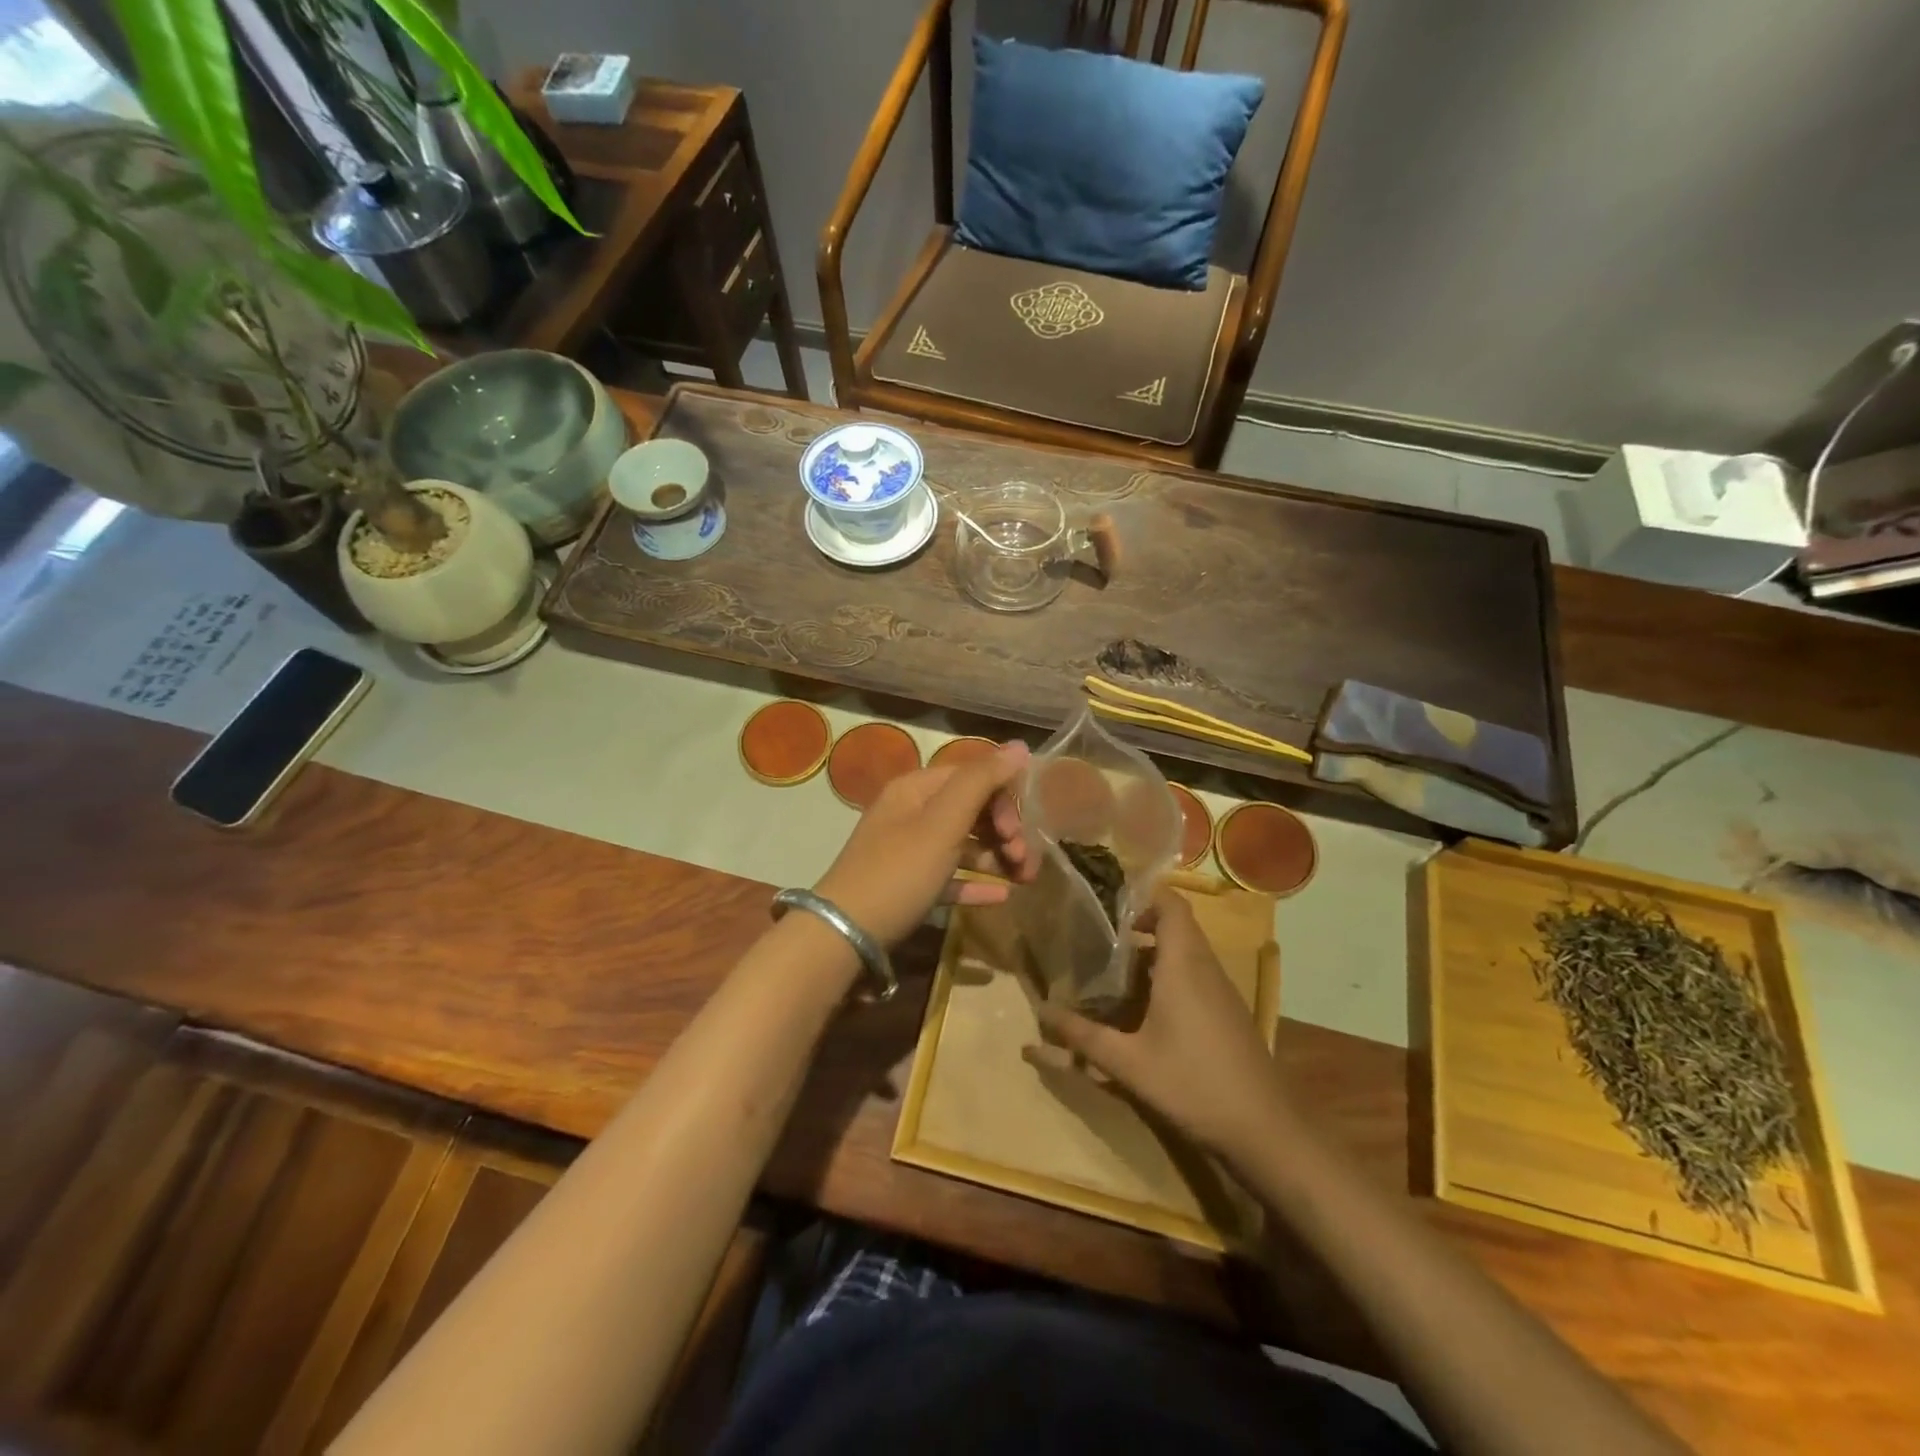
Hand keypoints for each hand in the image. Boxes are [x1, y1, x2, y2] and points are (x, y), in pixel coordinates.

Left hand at [814, 741, 1034, 945]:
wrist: (845, 935)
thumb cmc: (898, 872)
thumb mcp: (942, 823)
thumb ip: (981, 782)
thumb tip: (1020, 746)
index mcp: (916, 789)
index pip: (972, 776)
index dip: (1003, 797)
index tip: (1019, 830)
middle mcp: (912, 813)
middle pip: (971, 809)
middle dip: (1005, 830)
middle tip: (1025, 860)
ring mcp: (909, 851)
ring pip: (964, 844)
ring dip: (997, 856)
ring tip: (1023, 879)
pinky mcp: (910, 886)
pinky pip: (952, 876)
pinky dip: (977, 882)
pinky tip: (1003, 895)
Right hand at [1035, 887, 1284, 1159]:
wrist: (1265, 1131)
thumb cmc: (1193, 1084)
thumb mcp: (1128, 1063)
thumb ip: (1082, 1037)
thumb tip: (1041, 1013)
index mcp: (1183, 964)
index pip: (1171, 904)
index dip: (1143, 896)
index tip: (1108, 907)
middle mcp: (1206, 968)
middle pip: (1177, 926)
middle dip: (1140, 926)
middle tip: (1102, 942)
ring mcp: (1223, 991)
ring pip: (1187, 953)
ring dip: (1154, 954)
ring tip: (1115, 973)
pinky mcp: (1229, 1014)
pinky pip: (1197, 976)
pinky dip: (1170, 977)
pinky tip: (1146, 1011)